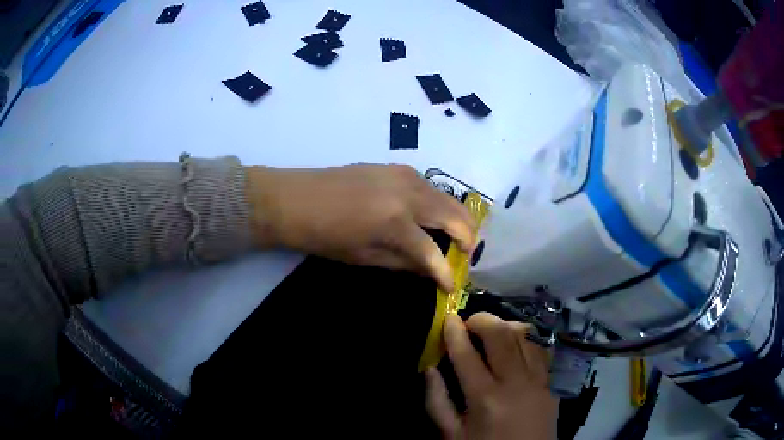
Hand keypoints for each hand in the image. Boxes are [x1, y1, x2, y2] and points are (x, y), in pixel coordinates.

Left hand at [246, 164, 475, 291]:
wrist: (296, 198)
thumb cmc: (325, 236)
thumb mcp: (365, 258)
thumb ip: (405, 263)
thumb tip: (432, 270)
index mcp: (395, 222)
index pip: (433, 253)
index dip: (446, 273)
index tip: (452, 286)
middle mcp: (408, 194)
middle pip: (455, 216)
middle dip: (467, 238)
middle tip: (465, 256)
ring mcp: (404, 175)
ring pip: (448, 197)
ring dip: (457, 219)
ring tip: (454, 238)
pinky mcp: (397, 167)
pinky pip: (430, 187)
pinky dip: (439, 204)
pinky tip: (431, 216)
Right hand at [425, 313, 557, 439]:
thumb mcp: (452, 434)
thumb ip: (437, 401)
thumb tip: (429, 369)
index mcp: (485, 398)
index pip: (467, 354)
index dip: (454, 332)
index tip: (447, 318)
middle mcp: (515, 383)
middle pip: (502, 335)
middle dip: (482, 320)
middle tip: (469, 323)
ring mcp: (538, 382)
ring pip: (526, 336)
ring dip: (506, 327)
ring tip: (492, 334)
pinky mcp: (551, 385)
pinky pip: (541, 351)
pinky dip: (526, 341)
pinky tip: (515, 348)